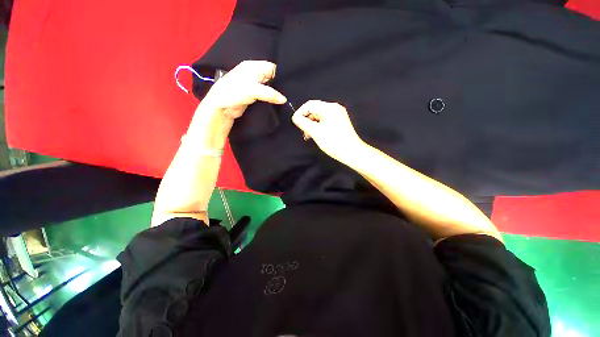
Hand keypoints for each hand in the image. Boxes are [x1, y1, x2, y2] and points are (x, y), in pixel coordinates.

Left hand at [200, 60, 286, 119]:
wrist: (222, 107)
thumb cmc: (234, 92)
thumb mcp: (254, 90)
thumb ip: (270, 94)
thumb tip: (285, 100)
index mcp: (253, 67)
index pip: (272, 67)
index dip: (281, 74)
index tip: (290, 84)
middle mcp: (255, 74)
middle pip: (272, 78)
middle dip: (280, 85)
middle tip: (289, 93)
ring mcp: (255, 86)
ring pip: (270, 88)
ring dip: (276, 94)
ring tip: (286, 99)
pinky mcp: (255, 96)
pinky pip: (267, 96)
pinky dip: (272, 99)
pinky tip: (278, 103)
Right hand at [292, 100, 364, 161]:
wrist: (352, 152)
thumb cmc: (334, 142)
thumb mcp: (315, 132)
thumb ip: (303, 123)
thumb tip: (295, 118)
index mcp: (329, 108)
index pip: (309, 105)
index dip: (300, 113)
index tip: (296, 123)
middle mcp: (334, 108)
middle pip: (314, 109)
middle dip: (307, 120)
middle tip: (304, 132)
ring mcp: (338, 114)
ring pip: (319, 115)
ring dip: (312, 124)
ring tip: (309, 135)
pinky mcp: (339, 121)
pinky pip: (325, 120)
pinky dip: (318, 126)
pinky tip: (316, 134)